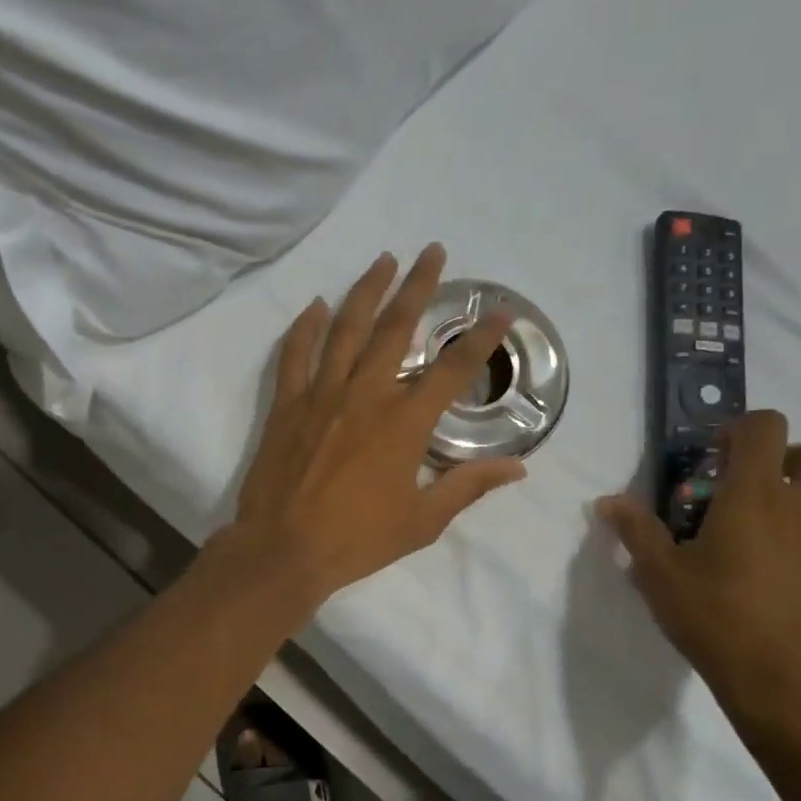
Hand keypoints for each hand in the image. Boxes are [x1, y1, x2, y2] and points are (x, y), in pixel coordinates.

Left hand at [218, 244, 526, 608]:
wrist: (283, 549)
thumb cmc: (357, 539)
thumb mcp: (422, 521)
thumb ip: (468, 487)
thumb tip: (517, 467)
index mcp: (404, 422)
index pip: (452, 369)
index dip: (481, 338)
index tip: (500, 312)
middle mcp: (365, 394)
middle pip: (395, 327)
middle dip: (417, 286)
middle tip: (432, 252)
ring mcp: (321, 394)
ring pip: (345, 329)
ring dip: (365, 291)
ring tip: (382, 261)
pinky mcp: (287, 405)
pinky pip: (295, 355)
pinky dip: (305, 328)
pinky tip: (314, 306)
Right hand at [597, 411, 800, 752]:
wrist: (785, 685)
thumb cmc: (715, 619)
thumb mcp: (659, 575)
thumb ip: (636, 531)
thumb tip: (607, 501)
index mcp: (756, 495)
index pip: (765, 426)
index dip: (742, 430)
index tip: (719, 459)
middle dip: (795, 459)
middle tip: (763, 490)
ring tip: (788, 528)